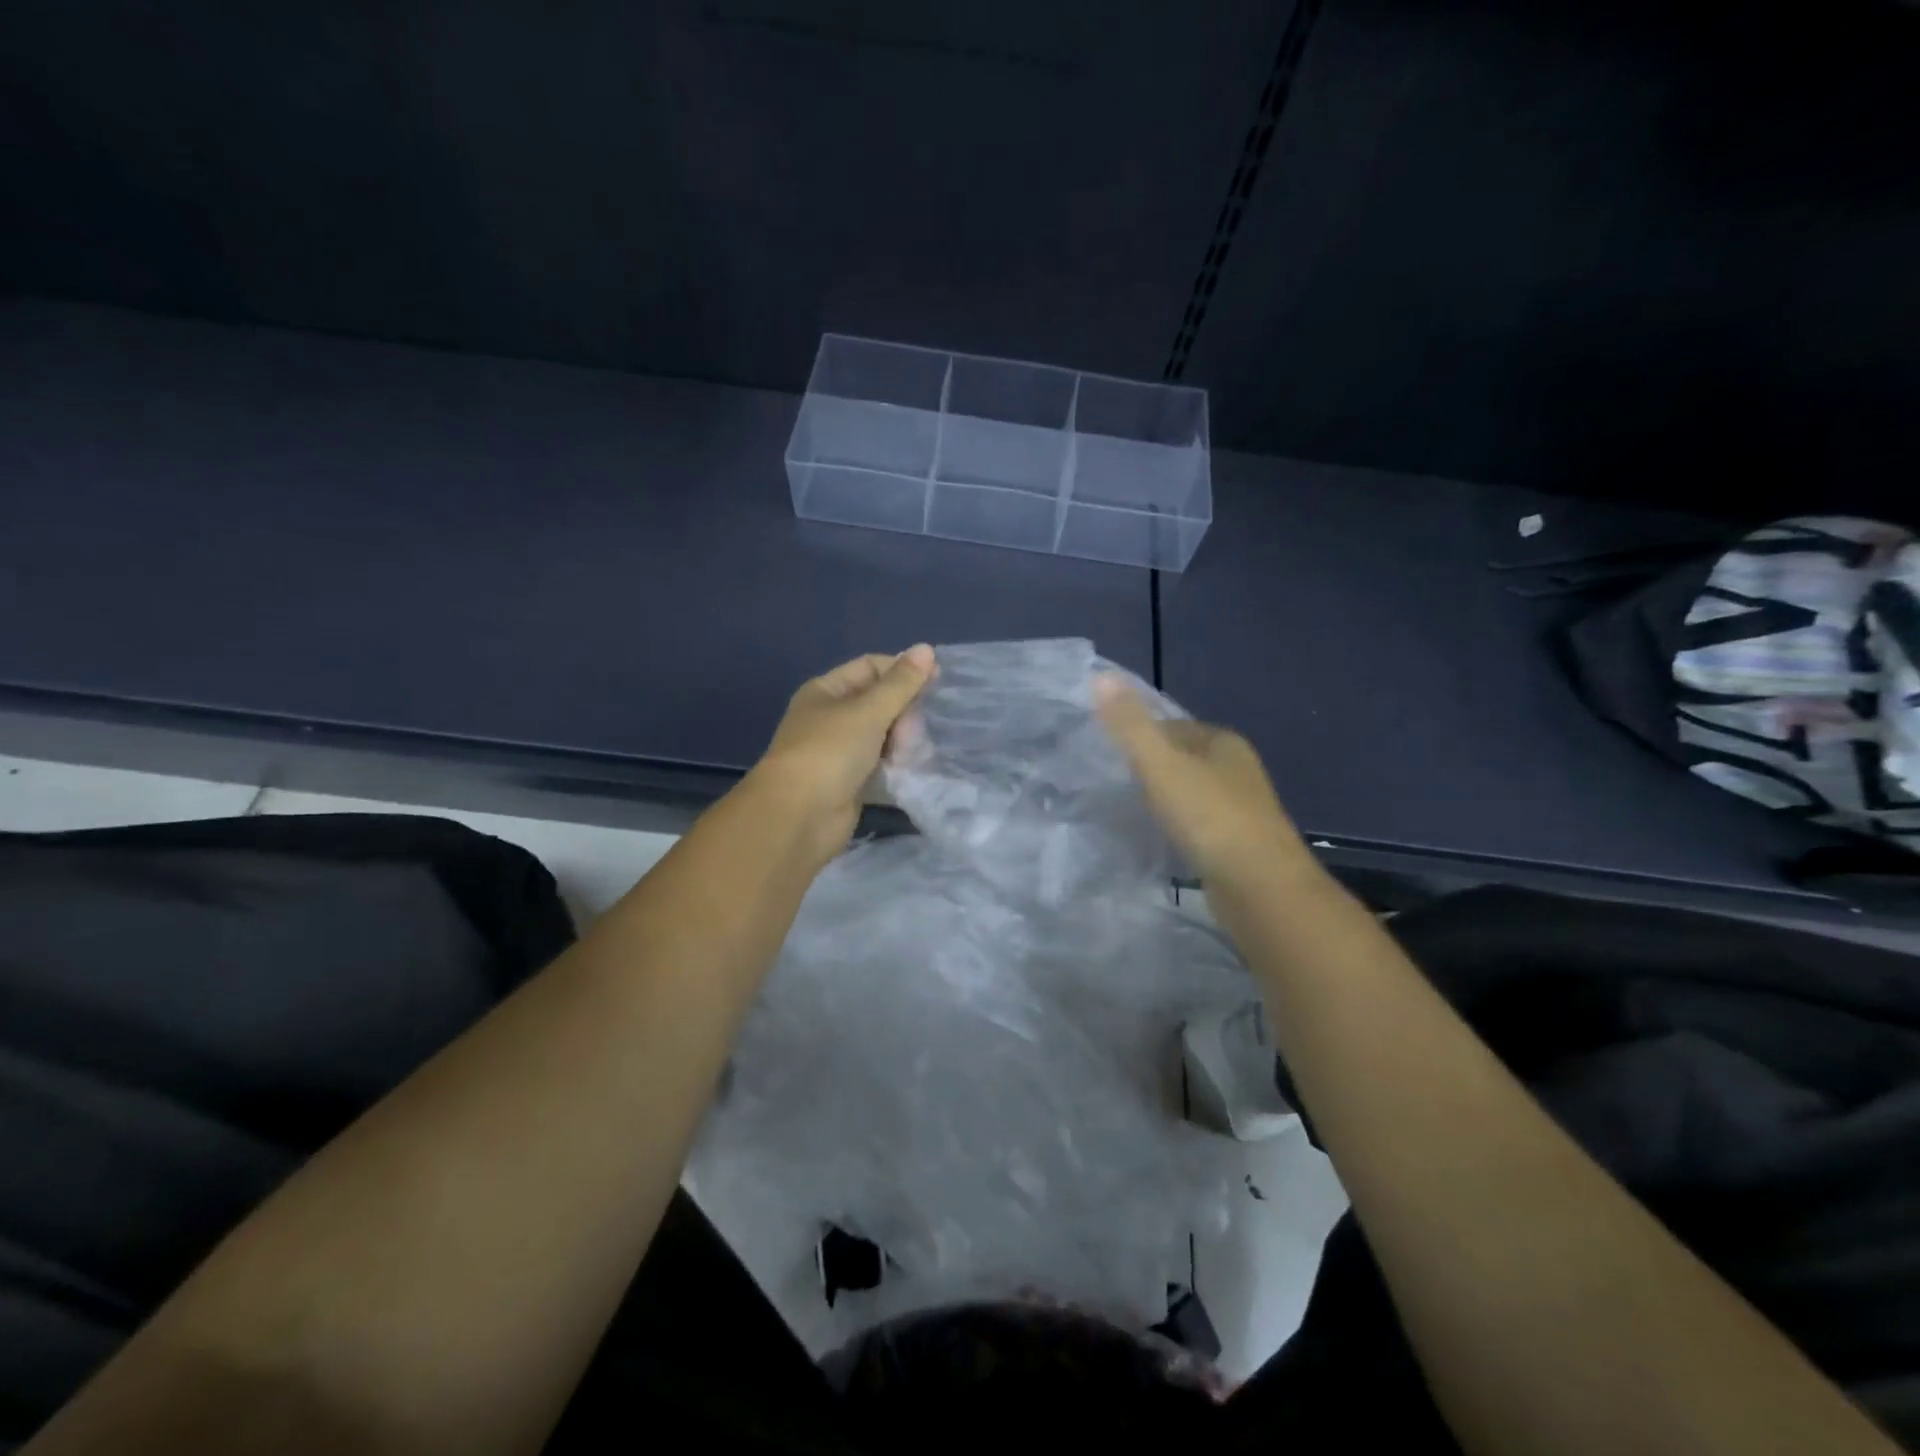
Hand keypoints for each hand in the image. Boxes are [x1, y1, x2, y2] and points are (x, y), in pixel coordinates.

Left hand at [750, 645, 936, 864]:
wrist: (798, 816)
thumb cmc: (830, 752)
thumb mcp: (868, 711)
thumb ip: (901, 684)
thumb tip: (926, 648)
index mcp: (827, 691)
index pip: (871, 667)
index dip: (902, 672)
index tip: (936, 684)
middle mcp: (831, 717)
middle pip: (881, 703)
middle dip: (904, 715)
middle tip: (912, 734)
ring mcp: (840, 751)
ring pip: (884, 736)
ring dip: (903, 742)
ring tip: (913, 756)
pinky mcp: (850, 782)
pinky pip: (881, 765)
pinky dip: (897, 766)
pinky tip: (911, 771)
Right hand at [1095, 674, 1309, 886]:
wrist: (1259, 887)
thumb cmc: (1209, 818)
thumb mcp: (1161, 765)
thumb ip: (1130, 724)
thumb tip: (1100, 675)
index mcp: (1222, 742)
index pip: (1173, 726)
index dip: (1140, 735)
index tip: (1107, 751)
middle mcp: (1237, 769)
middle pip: (1183, 759)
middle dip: (1152, 768)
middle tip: (1111, 782)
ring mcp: (1242, 808)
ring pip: (1192, 793)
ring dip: (1165, 799)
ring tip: (1126, 811)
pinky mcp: (1239, 844)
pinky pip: (1198, 825)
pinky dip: (1177, 827)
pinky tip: (1157, 841)